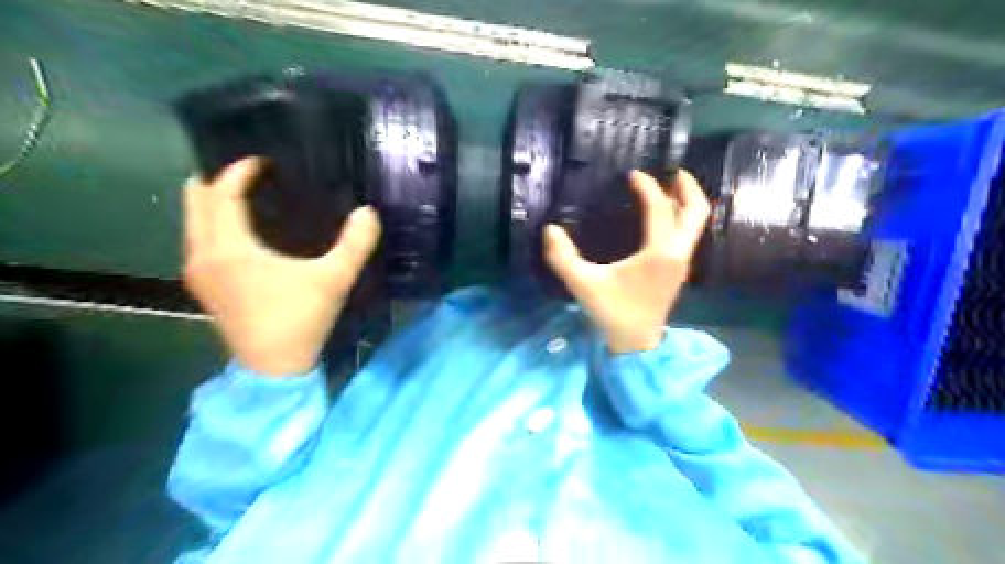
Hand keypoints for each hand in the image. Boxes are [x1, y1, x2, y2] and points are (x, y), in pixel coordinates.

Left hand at [184, 157, 383, 375]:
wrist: (274, 368)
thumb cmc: (300, 319)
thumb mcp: (334, 279)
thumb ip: (355, 244)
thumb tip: (368, 212)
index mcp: (229, 248)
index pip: (222, 194)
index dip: (239, 171)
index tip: (264, 161)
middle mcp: (203, 255)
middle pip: (196, 202)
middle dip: (218, 180)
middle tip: (249, 172)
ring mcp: (198, 273)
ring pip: (193, 223)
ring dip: (212, 203)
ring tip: (243, 195)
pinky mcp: (205, 288)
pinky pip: (198, 241)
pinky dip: (212, 225)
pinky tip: (238, 231)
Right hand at [546, 168, 710, 352]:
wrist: (636, 344)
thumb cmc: (612, 312)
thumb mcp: (583, 284)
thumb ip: (563, 257)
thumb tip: (550, 229)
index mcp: (659, 253)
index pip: (659, 209)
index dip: (647, 188)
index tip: (633, 175)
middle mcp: (677, 254)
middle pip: (696, 212)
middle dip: (688, 188)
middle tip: (673, 171)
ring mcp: (681, 263)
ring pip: (695, 225)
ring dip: (686, 203)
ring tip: (670, 188)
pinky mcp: (677, 271)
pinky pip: (688, 236)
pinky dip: (681, 219)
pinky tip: (664, 217)